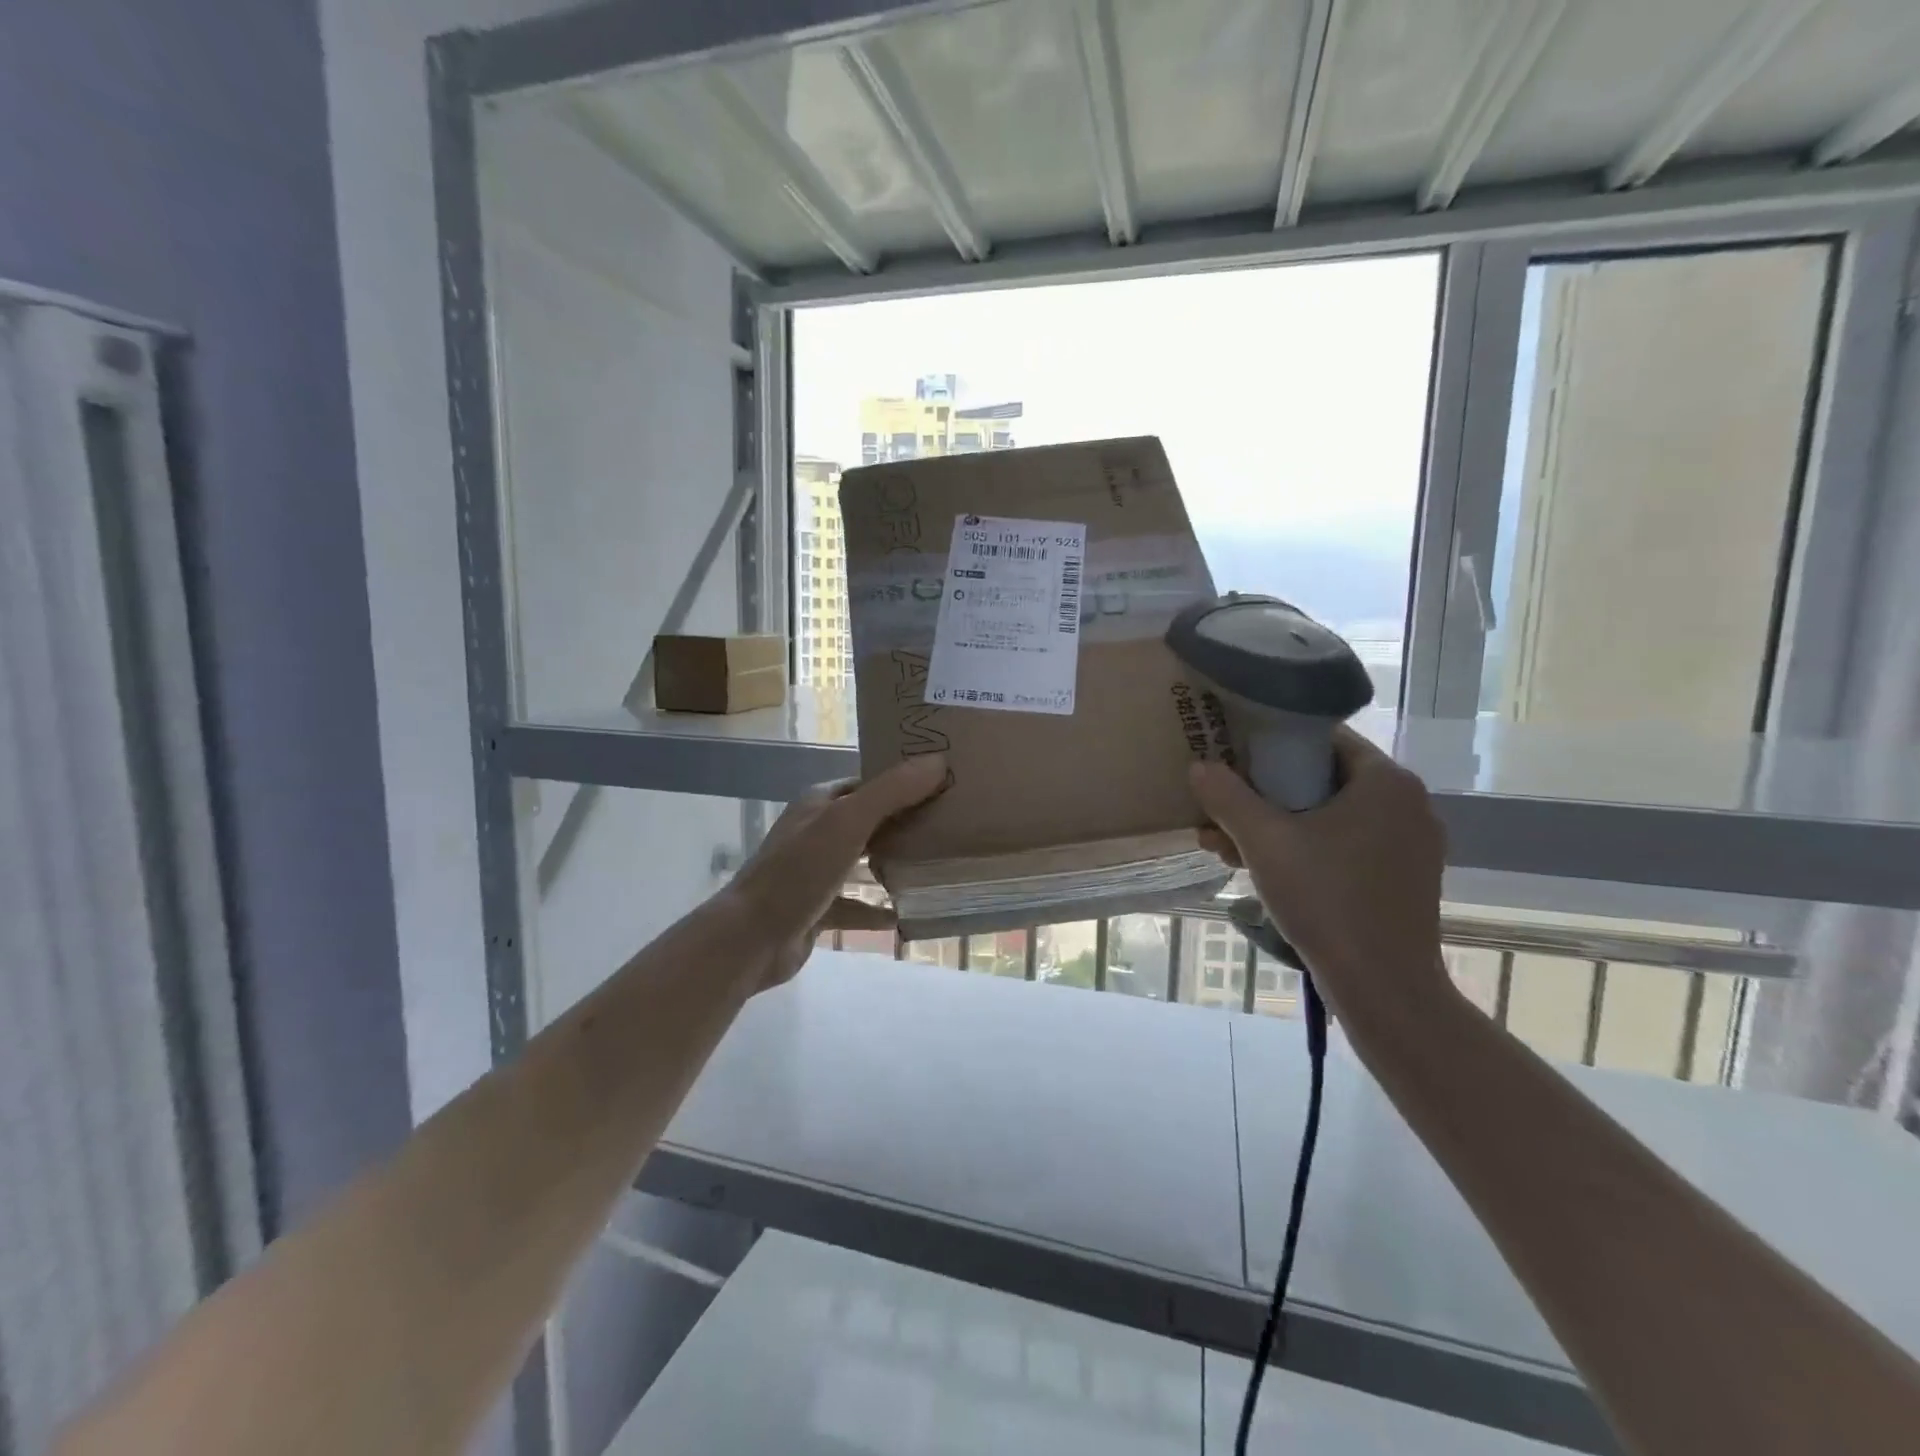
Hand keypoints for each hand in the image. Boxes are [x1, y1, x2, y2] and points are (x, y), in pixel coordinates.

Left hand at [729, 754, 949, 990]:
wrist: (750, 938)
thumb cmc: (799, 871)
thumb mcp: (848, 822)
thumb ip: (892, 792)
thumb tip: (938, 760)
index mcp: (820, 803)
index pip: (868, 782)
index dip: (902, 780)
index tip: (944, 784)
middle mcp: (816, 831)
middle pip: (869, 821)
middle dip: (904, 823)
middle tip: (950, 826)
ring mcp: (814, 871)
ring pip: (862, 862)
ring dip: (893, 865)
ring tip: (935, 867)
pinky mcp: (816, 908)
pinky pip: (854, 905)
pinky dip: (877, 909)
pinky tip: (905, 916)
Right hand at [1189, 727, 1448, 1020]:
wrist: (1384, 988)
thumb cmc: (1326, 900)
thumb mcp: (1264, 842)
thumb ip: (1227, 797)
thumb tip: (1199, 766)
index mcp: (1385, 780)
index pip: (1322, 737)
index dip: (1270, 743)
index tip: (1232, 760)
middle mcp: (1407, 803)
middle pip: (1321, 779)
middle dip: (1263, 796)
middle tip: (1220, 815)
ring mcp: (1410, 844)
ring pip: (1330, 816)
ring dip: (1276, 827)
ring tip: (1227, 851)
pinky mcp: (1404, 878)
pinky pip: (1346, 845)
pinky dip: (1305, 850)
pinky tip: (1263, 872)